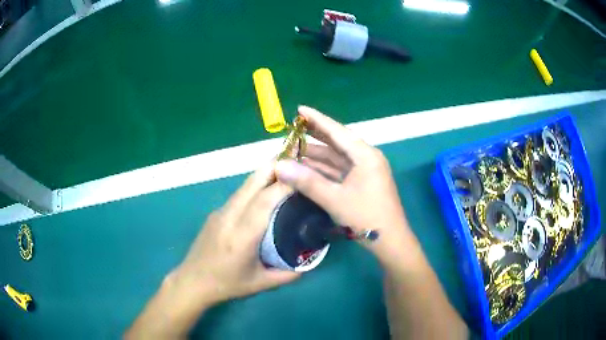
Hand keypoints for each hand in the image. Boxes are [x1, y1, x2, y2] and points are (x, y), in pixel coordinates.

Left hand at [126, 164, 299, 338]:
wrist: (192, 281)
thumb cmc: (226, 285)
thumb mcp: (260, 284)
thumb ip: (287, 275)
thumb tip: (310, 264)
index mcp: (242, 237)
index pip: (264, 201)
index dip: (284, 185)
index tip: (304, 175)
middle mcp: (229, 218)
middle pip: (252, 183)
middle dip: (274, 167)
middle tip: (296, 158)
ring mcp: (220, 213)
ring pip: (244, 186)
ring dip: (264, 174)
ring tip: (285, 173)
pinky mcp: (215, 213)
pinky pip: (239, 195)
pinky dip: (255, 187)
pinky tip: (265, 194)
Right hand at [275, 106, 412, 264]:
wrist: (390, 241)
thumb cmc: (366, 217)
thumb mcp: (334, 199)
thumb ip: (307, 181)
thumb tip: (279, 166)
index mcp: (365, 155)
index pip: (337, 132)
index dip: (317, 120)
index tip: (300, 110)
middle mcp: (366, 158)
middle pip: (338, 142)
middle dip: (316, 135)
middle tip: (294, 127)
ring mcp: (365, 171)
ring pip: (338, 158)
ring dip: (318, 155)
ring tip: (295, 148)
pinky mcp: (362, 182)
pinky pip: (340, 170)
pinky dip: (325, 169)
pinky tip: (308, 167)